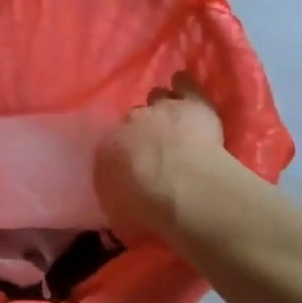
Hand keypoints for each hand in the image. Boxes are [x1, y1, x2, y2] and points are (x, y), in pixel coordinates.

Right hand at [95, 72, 225, 234]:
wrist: (179, 188)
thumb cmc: (145, 209)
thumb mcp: (121, 217)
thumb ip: (119, 205)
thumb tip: (122, 210)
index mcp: (108, 148)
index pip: (113, 146)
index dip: (125, 156)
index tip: (134, 169)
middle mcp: (130, 122)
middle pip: (135, 119)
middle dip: (144, 131)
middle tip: (156, 150)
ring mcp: (162, 108)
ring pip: (159, 98)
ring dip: (165, 107)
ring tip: (174, 120)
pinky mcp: (193, 104)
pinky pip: (186, 85)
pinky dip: (185, 85)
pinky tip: (185, 85)